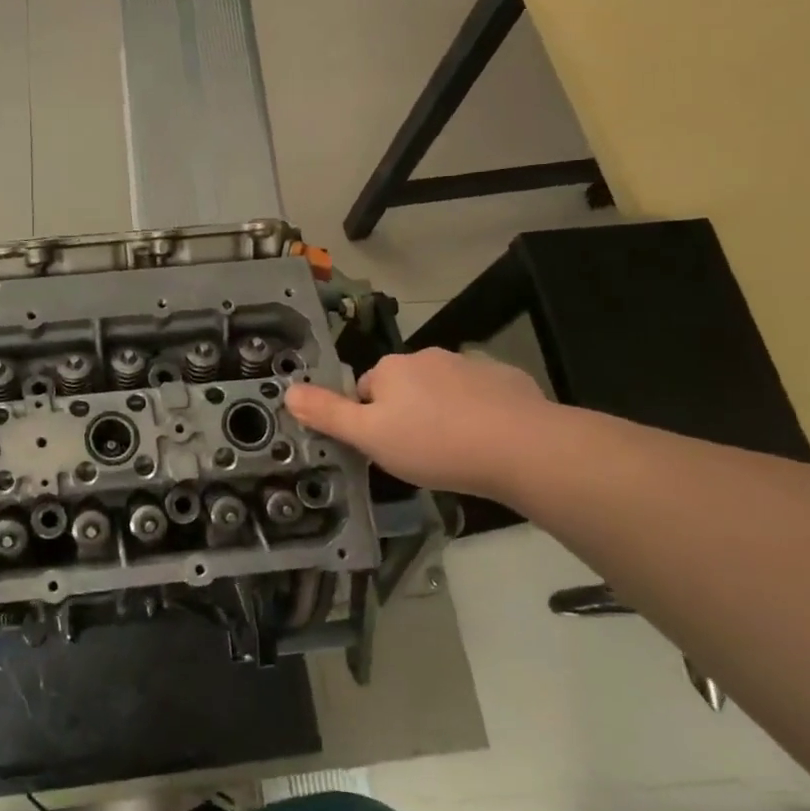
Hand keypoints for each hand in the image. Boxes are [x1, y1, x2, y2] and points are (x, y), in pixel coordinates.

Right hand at [283, 348, 549, 497]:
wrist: (522, 448)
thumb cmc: (434, 444)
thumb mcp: (369, 437)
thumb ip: (327, 414)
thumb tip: (288, 391)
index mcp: (391, 368)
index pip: (365, 389)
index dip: (369, 419)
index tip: (384, 448)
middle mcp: (427, 357)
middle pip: (403, 387)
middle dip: (406, 414)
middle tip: (417, 453)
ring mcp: (470, 365)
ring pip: (442, 391)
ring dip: (442, 412)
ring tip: (453, 451)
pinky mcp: (507, 380)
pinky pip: (481, 395)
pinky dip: (478, 413)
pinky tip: (487, 442)